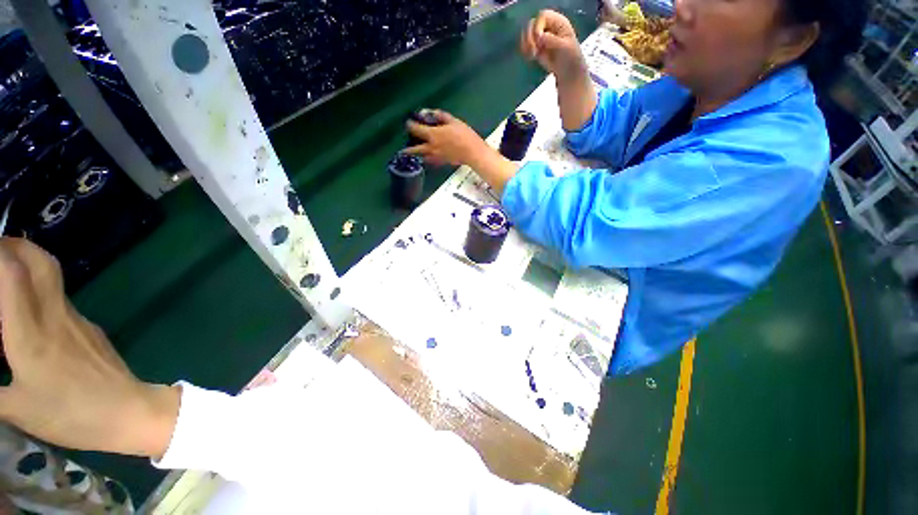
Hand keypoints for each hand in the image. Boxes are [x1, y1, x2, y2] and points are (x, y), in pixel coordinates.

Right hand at [0, 238, 178, 457]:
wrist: (128, 411)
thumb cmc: (70, 415)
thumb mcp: (17, 408)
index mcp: (29, 334)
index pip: (14, 275)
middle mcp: (55, 317)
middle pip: (41, 263)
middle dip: (17, 245)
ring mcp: (77, 320)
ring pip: (53, 278)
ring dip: (30, 265)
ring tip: (6, 274)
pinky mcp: (90, 328)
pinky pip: (62, 299)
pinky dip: (41, 290)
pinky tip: (29, 309)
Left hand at [405, 110, 491, 166]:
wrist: (472, 153)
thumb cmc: (464, 135)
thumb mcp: (453, 121)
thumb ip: (440, 116)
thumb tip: (430, 113)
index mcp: (432, 135)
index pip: (415, 130)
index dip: (410, 125)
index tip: (408, 123)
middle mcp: (430, 148)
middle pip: (414, 149)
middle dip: (408, 148)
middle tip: (404, 148)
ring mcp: (435, 157)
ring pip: (421, 157)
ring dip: (417, 155)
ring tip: (415, 153)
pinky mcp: (441, 163)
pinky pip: (430, 161)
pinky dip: (426, 159)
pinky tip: (427, 157)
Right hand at [519, 10, 586, 80]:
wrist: (568, 72)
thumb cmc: (570, 57)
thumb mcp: (565, 47)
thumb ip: (552, 40)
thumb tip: (539, 36)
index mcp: (558, 22)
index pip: (543, 16)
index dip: (538, 26)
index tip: (538, 39)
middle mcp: (548, 27)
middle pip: (532, 24)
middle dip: (530, 37)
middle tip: (533, 50)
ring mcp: (541, 37)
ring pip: (527, 35)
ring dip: (526, 45)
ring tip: (532, 55)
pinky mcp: (536, 48)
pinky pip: (526, 45)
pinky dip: (526, 51)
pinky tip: (531, 57)